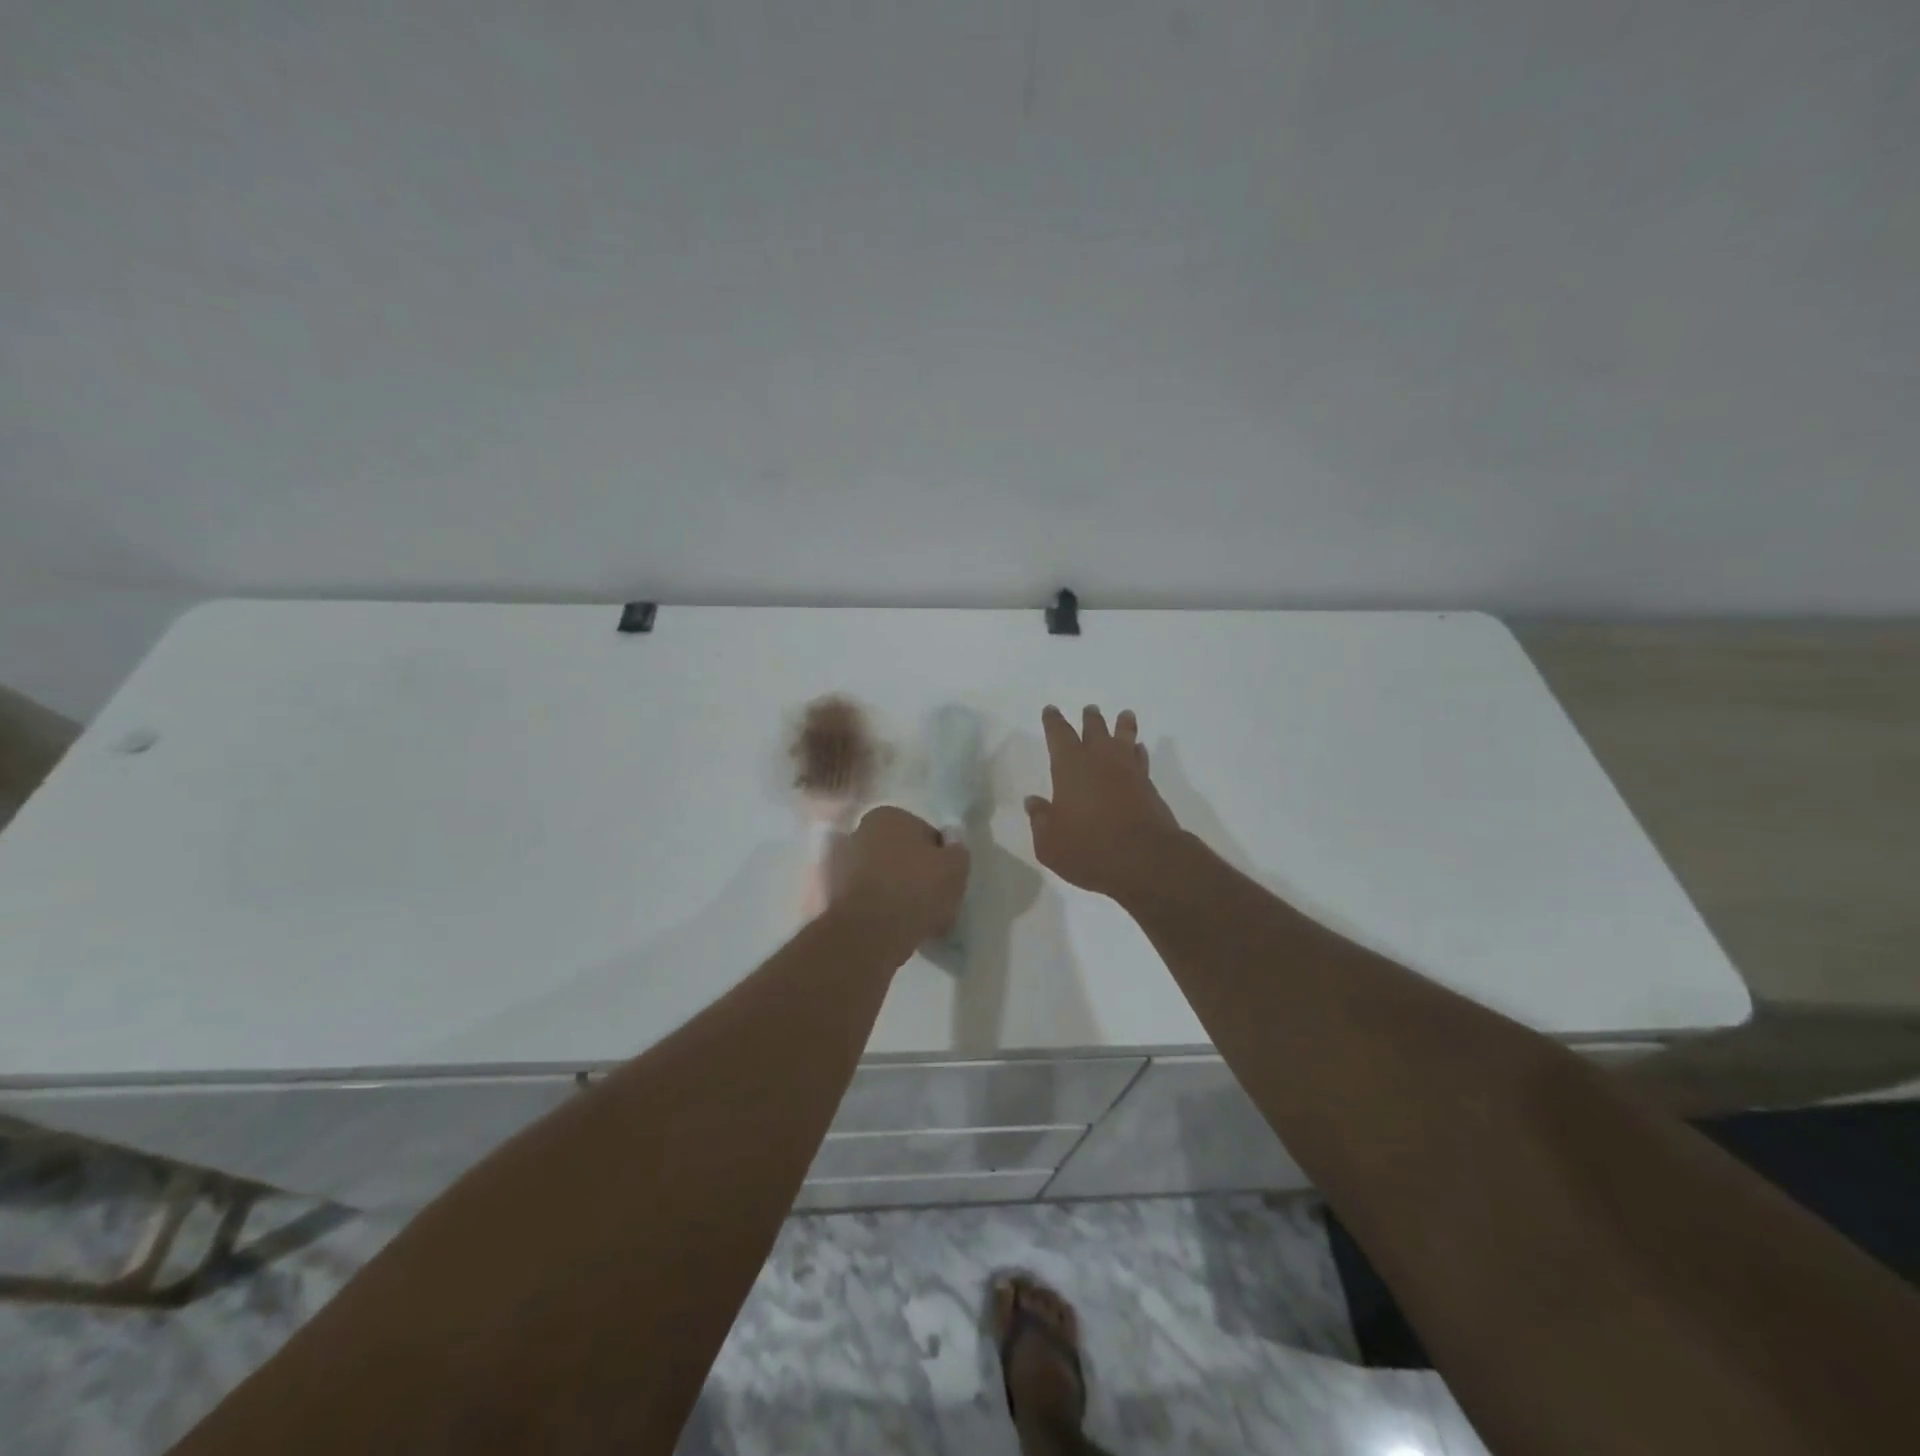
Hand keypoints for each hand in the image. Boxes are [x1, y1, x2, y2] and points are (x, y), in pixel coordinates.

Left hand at [834, 806, 970, 952]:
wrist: (871, 932)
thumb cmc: (917, 889)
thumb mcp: (956, 866)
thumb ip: (958, 849)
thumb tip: (951, 843)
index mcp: (889, 815)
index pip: (925, 834)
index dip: (940, 858)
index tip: (946, 880)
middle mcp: (860, 831)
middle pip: (901, 853)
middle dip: (915, 871)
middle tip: (932, 899)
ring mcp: (843, 863)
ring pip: (884, 876)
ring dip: (898, 889)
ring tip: (915, 917)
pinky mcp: (834, 893)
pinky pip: (869, 897)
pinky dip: (881, 906)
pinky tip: (895, 925)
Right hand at [1026, 705, 1181, 900]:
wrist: (1145, 860)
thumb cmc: (1088, 848)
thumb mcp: (1050, 842)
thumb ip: (1040, 819)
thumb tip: (1033, 803)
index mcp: (1070, 766)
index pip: (1059, 734)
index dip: (1053, 721)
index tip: (1051, 710)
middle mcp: (1100, 760)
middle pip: (1095, 729)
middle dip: (1090, 719)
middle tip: (1089, 710)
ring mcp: (1128, 771)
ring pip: (1124, 738)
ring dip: (1122, 726)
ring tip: (1124, 716)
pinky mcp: (1149, 786)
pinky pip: (1141, 759)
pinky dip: (1138, 751)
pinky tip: (1138, 750)